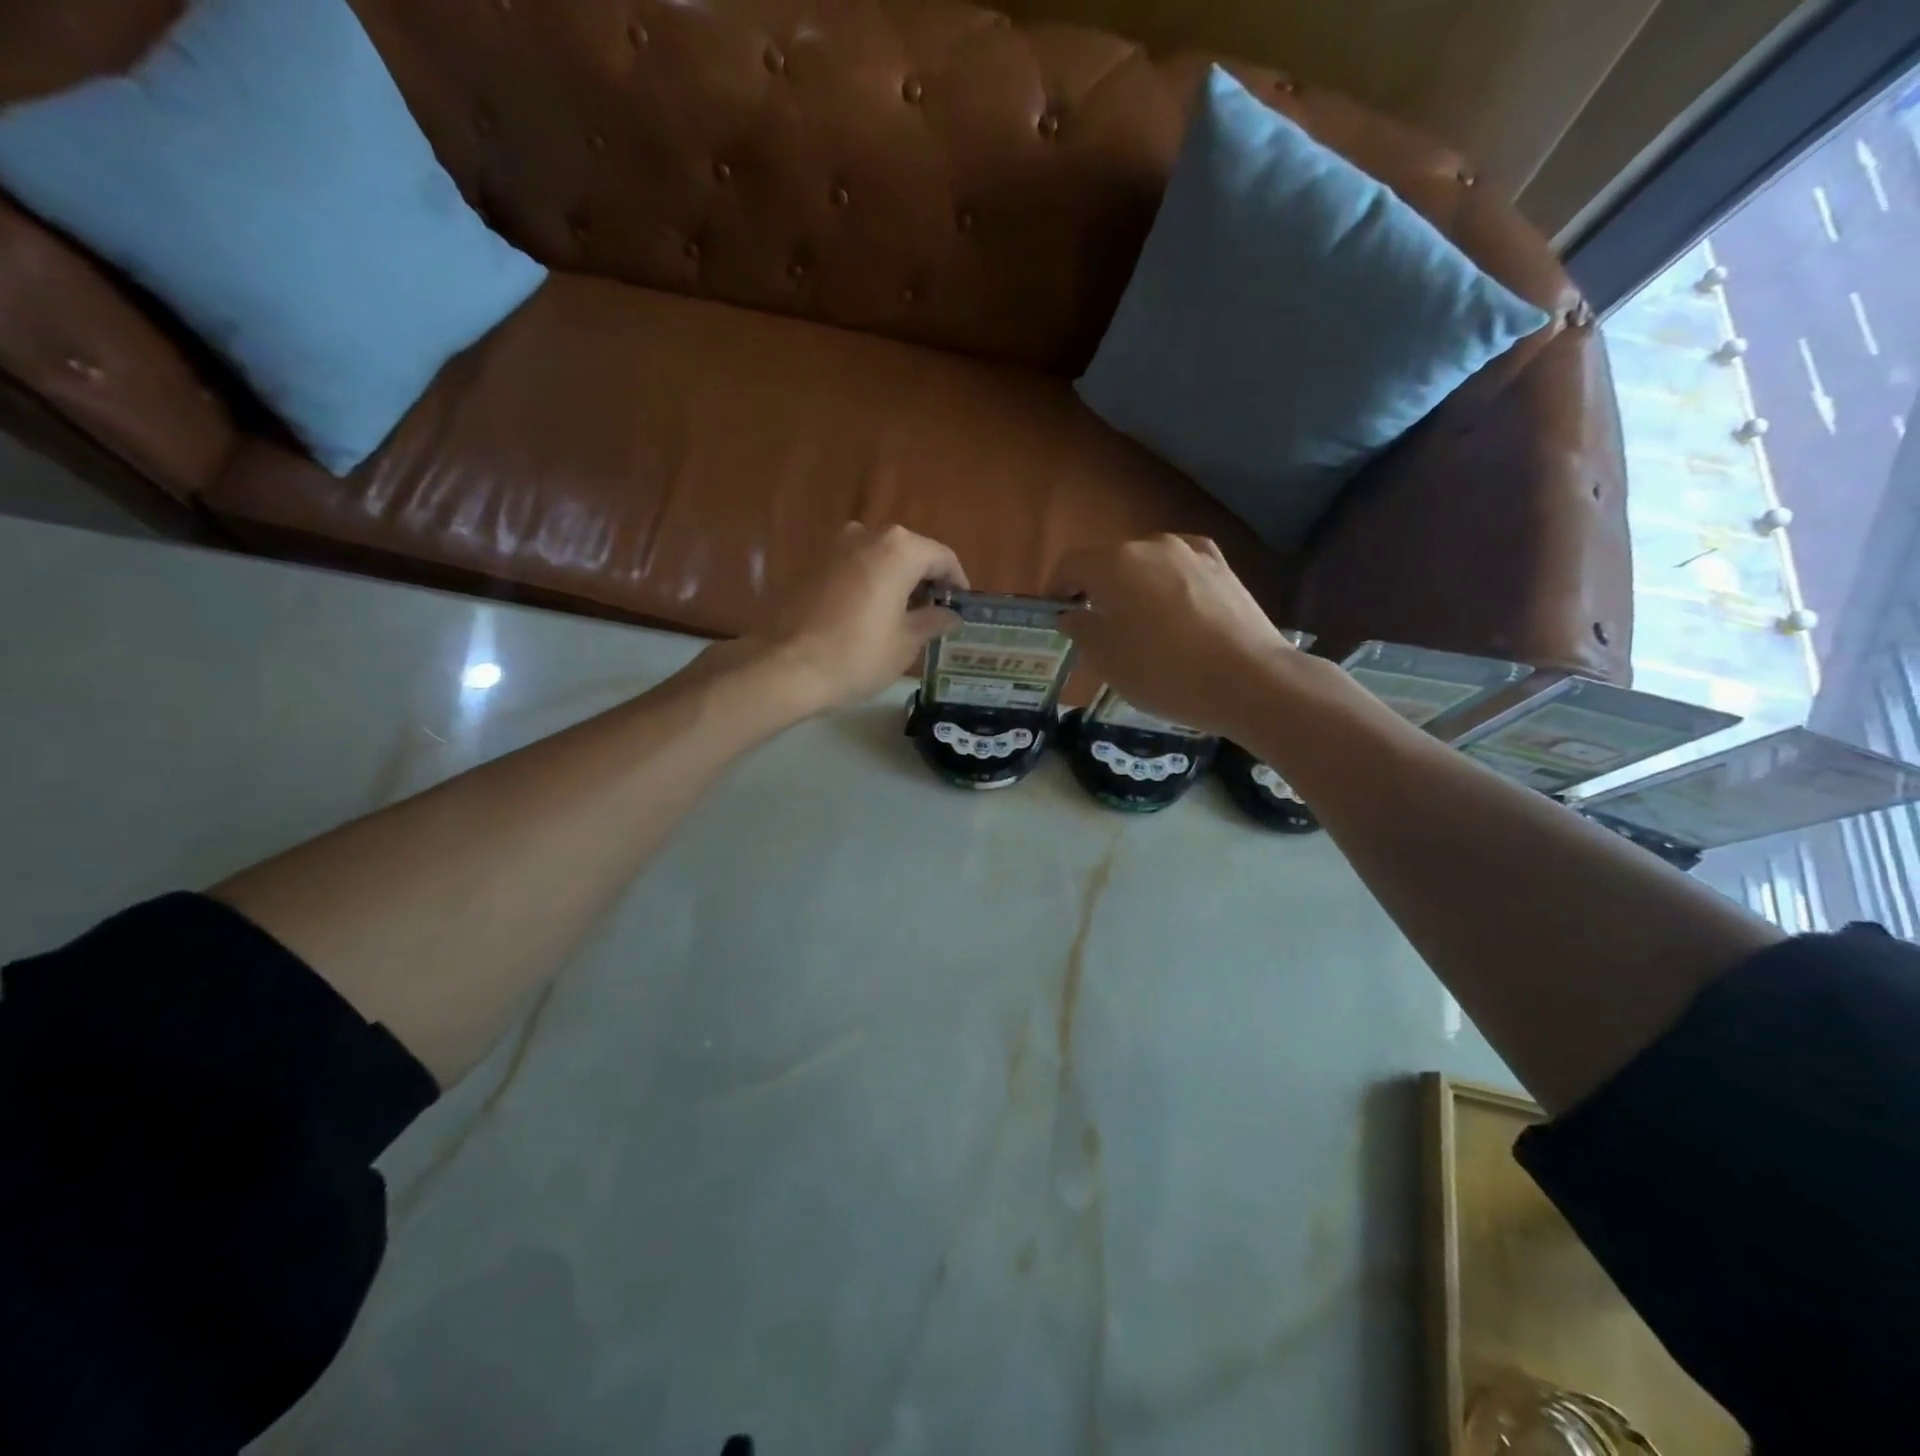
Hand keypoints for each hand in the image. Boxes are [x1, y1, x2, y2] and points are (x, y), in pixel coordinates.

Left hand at [741, 523, 966, 715]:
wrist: (785, 667)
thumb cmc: (857, 655)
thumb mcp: (906, 643)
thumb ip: (934, 620)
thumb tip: (950, 614)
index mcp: (899, 549)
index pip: (942, 557)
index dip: (957, 583)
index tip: (961, 608)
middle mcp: (867, 535)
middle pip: (910, 552)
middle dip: (925, 581)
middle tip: (934, 615)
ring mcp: (834, 546)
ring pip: (879, 558)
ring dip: (896, 581)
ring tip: (902, 617)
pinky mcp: (811, 564)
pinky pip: (853, 567)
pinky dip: (869, 584)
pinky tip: (869, 616)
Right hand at [1048, 535, 1298, 739]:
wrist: (1250, 681)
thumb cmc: (1165, 673)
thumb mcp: (1107, 661)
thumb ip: (1081, 630)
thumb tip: (1072, 614)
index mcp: (1115, 564)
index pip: (1071, 565)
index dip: (1057, 589)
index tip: (1056, 615)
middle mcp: (1152, 545)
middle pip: (1111, 562)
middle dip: (1098, 589)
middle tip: (1098, 627)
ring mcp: (1192, 553)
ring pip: (1148, 565)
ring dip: (1135, 587)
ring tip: (1142, 625)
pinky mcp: (1223, 567)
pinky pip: (1181, 570)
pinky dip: (1169, 585)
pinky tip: (1177, 612)